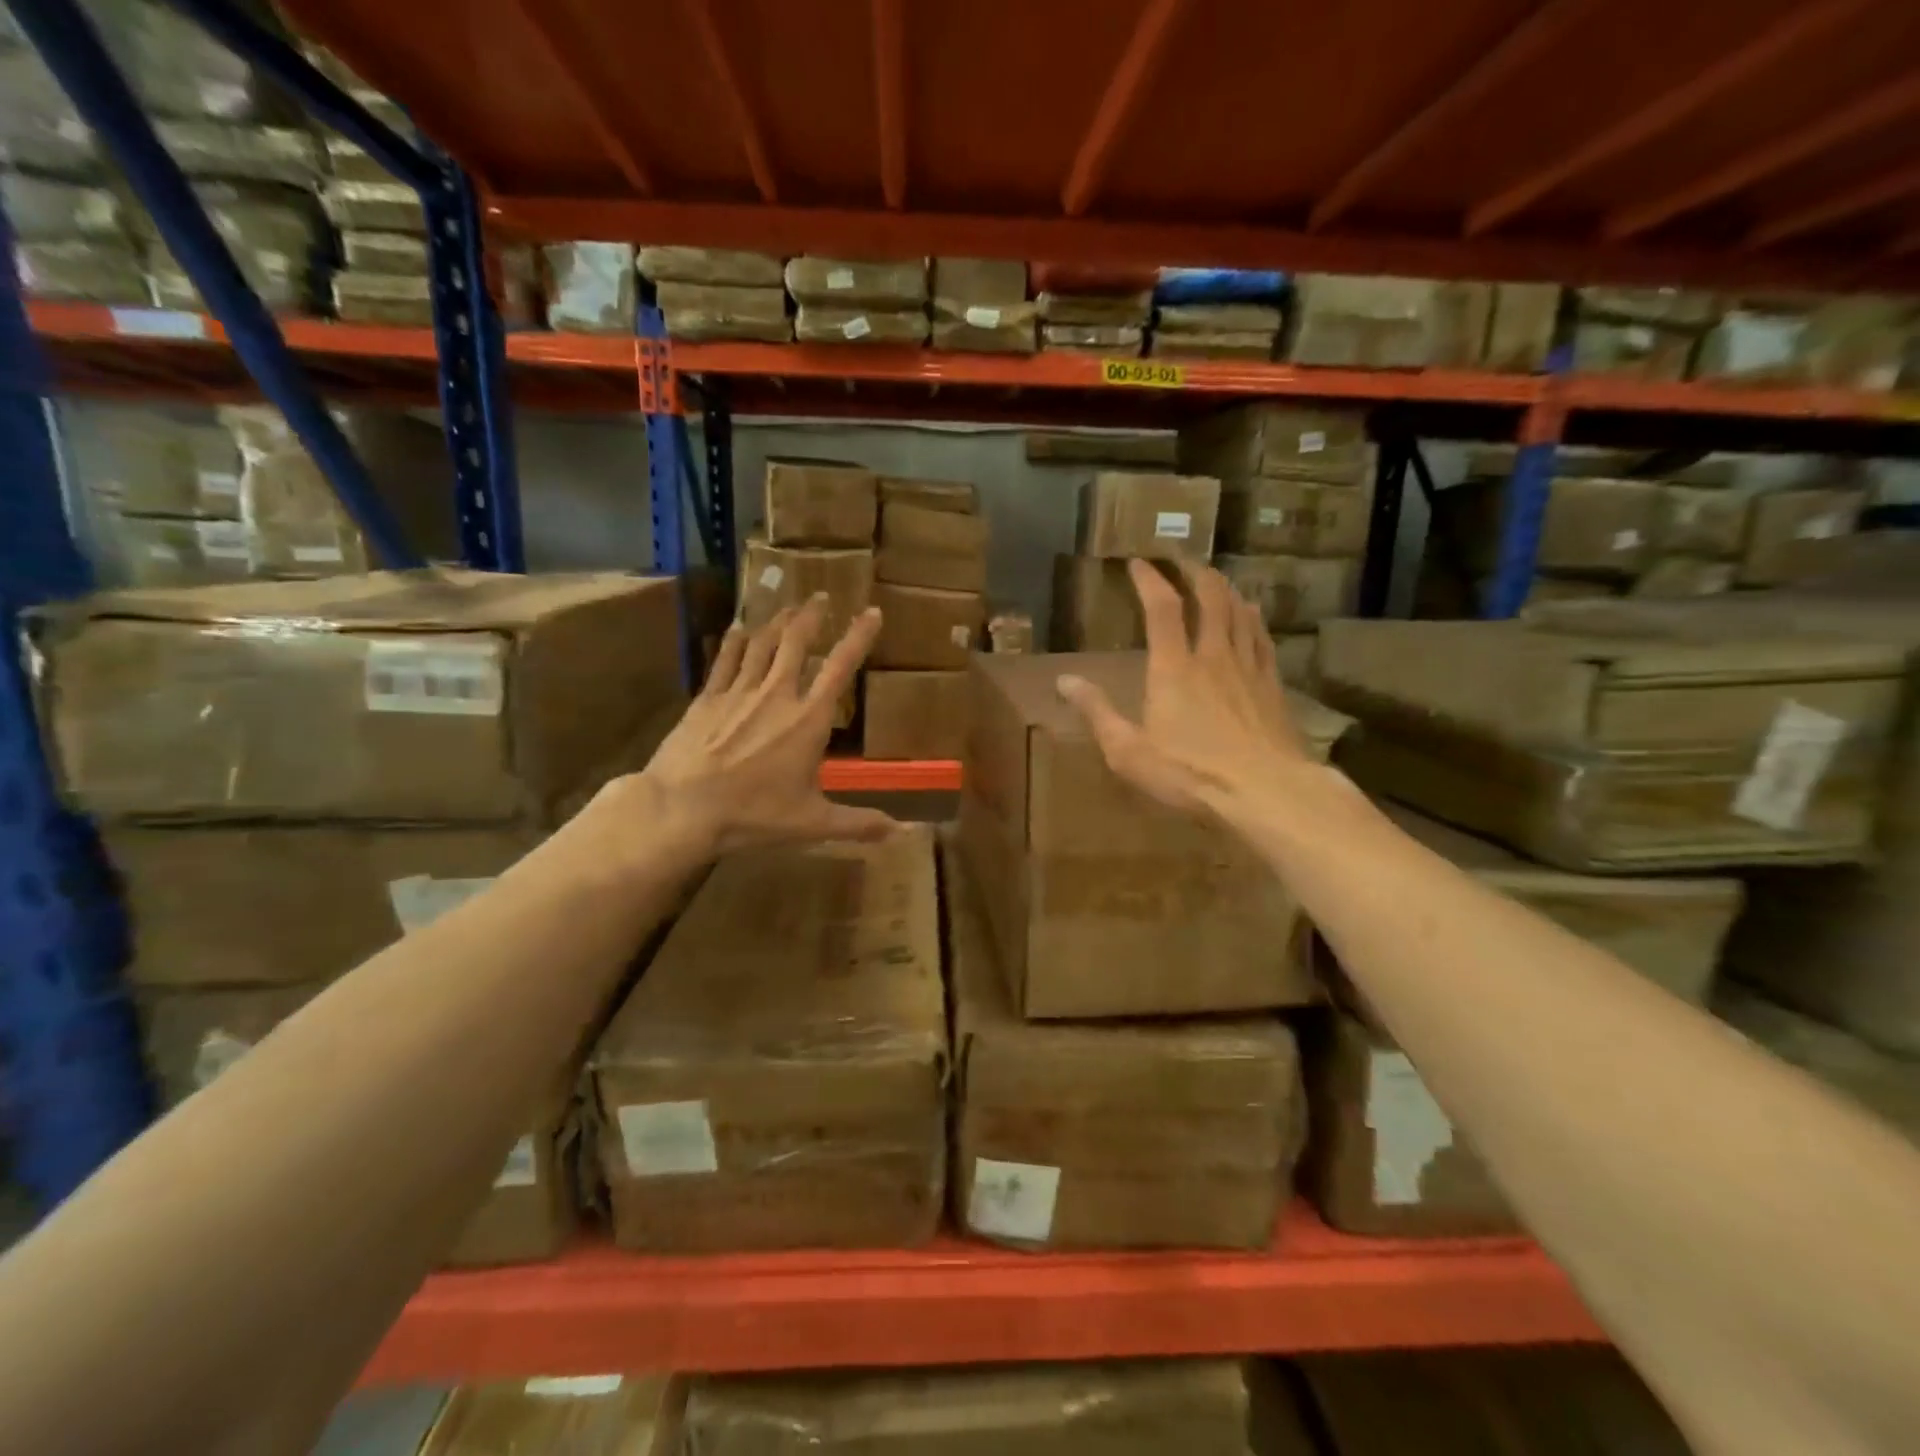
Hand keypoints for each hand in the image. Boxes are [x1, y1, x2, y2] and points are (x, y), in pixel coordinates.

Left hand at [614, 595, 897, 857]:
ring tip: (787, 606)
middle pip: (796, 641)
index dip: (858, 636)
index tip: (871, 611)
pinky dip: (734, 640)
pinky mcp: (707, 698)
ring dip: (777, 621)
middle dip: (811, 615)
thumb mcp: (812, 823)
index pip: (840, 667)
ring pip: (761, 643)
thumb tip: (902, 834)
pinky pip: (725, 659)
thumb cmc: (753, 814)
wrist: (682, 808)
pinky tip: (737, 628)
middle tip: (820, 596)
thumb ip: (858, 824)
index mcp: (808, 719)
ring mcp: (738, 692)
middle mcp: (776, 694)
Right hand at [1056, 560, 1310, 819]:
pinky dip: (1253, 617)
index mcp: (1173, 668)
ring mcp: (1248, 667)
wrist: (1266, 792)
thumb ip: (1097, 712)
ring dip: (1225, 588)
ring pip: (1239, 611)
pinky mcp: (1272, 685)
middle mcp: (1213, 656)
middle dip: (1194, 572)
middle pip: (1210, 597)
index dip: (1149, 579)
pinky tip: (1252, 613)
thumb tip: (1063, 681)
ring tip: (1215, 578)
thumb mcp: (1129, 751)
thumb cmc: (1190, 774)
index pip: (1162, 608)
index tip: (1138, 562)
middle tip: (1181, 560)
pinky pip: (1262, 637)